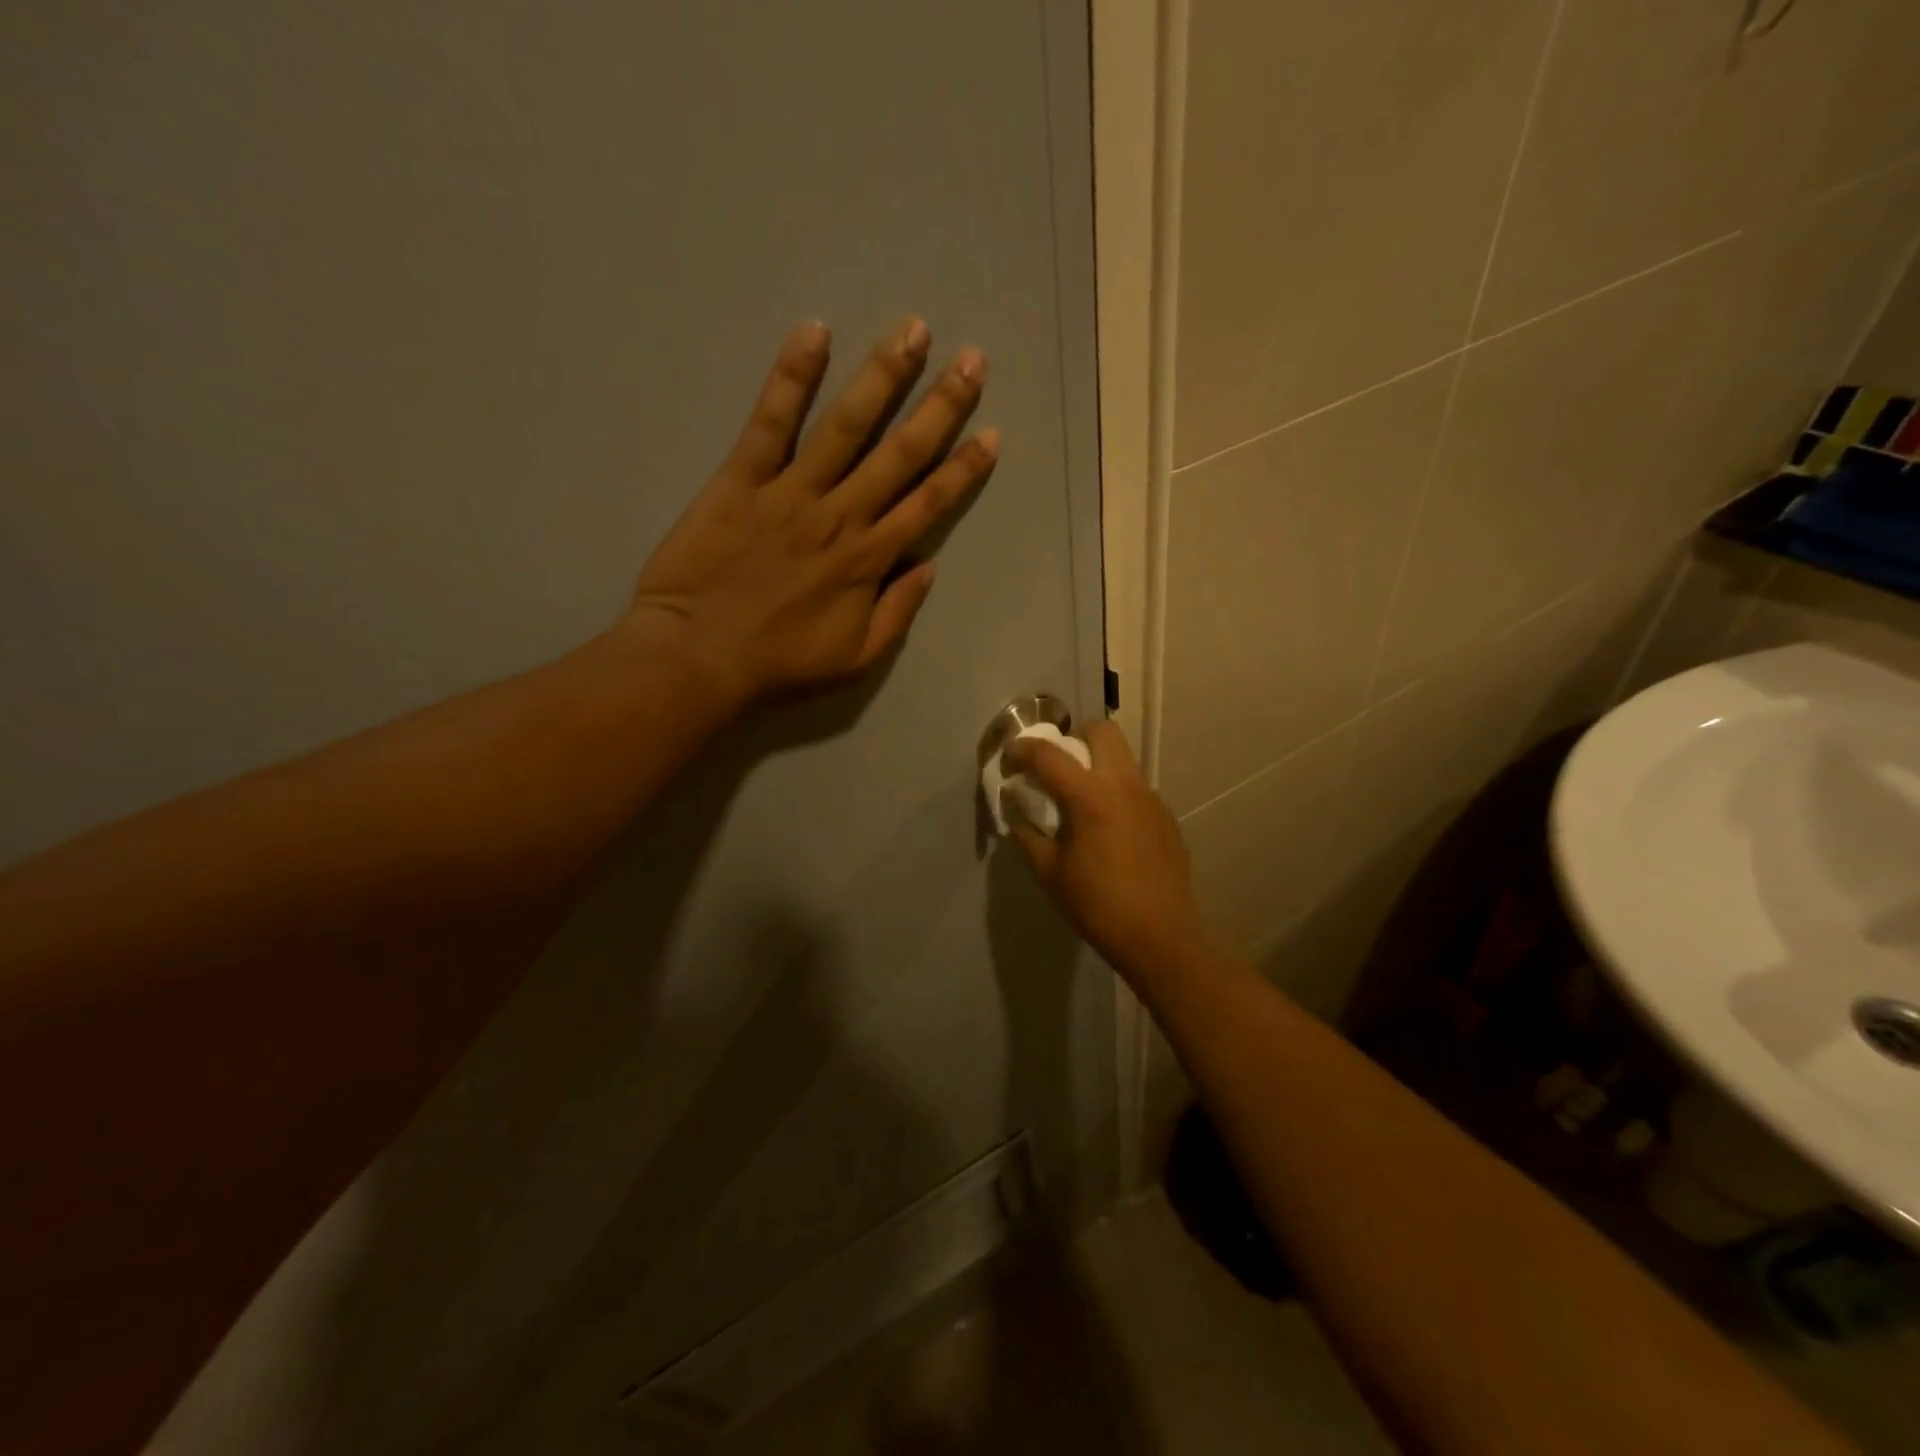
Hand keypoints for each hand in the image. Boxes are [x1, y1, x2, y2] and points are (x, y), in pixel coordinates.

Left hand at [621, 318, 996, 710]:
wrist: (698, 657)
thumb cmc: (779, 663)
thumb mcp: (856, 658)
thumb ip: (898, 612)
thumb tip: (929, 566)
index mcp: (869, 561)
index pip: (928, 504)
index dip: (963, 469)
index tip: (991, 434)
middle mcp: (841, 516)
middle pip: (899, 453)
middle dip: (941, 405)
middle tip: (972, 359)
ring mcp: (791, 492)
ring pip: (846, 426)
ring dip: (883, 376)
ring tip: (913, 330)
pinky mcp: (741, 479)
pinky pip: (770, 421)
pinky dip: (792, 376)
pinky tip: (815, 333)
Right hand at [1003, 721, 1213, 988]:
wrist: (1160, 937)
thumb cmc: (1097, 906)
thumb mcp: (1049, 873)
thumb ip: (1028, 834)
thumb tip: (1016, 812)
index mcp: (1090, 797)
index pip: (1048, 754)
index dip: (1021, 751)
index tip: (1008, 762)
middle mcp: (1124, 785)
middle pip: (1101, 731)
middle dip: (1073, 738)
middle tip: (1056, 769)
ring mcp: (1151, 799)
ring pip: (1123, 759)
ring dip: (1097, 766)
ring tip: (1082, 803)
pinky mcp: (1166, 817)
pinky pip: (1136, 789)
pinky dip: (1116, 795)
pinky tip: (1109, 832)